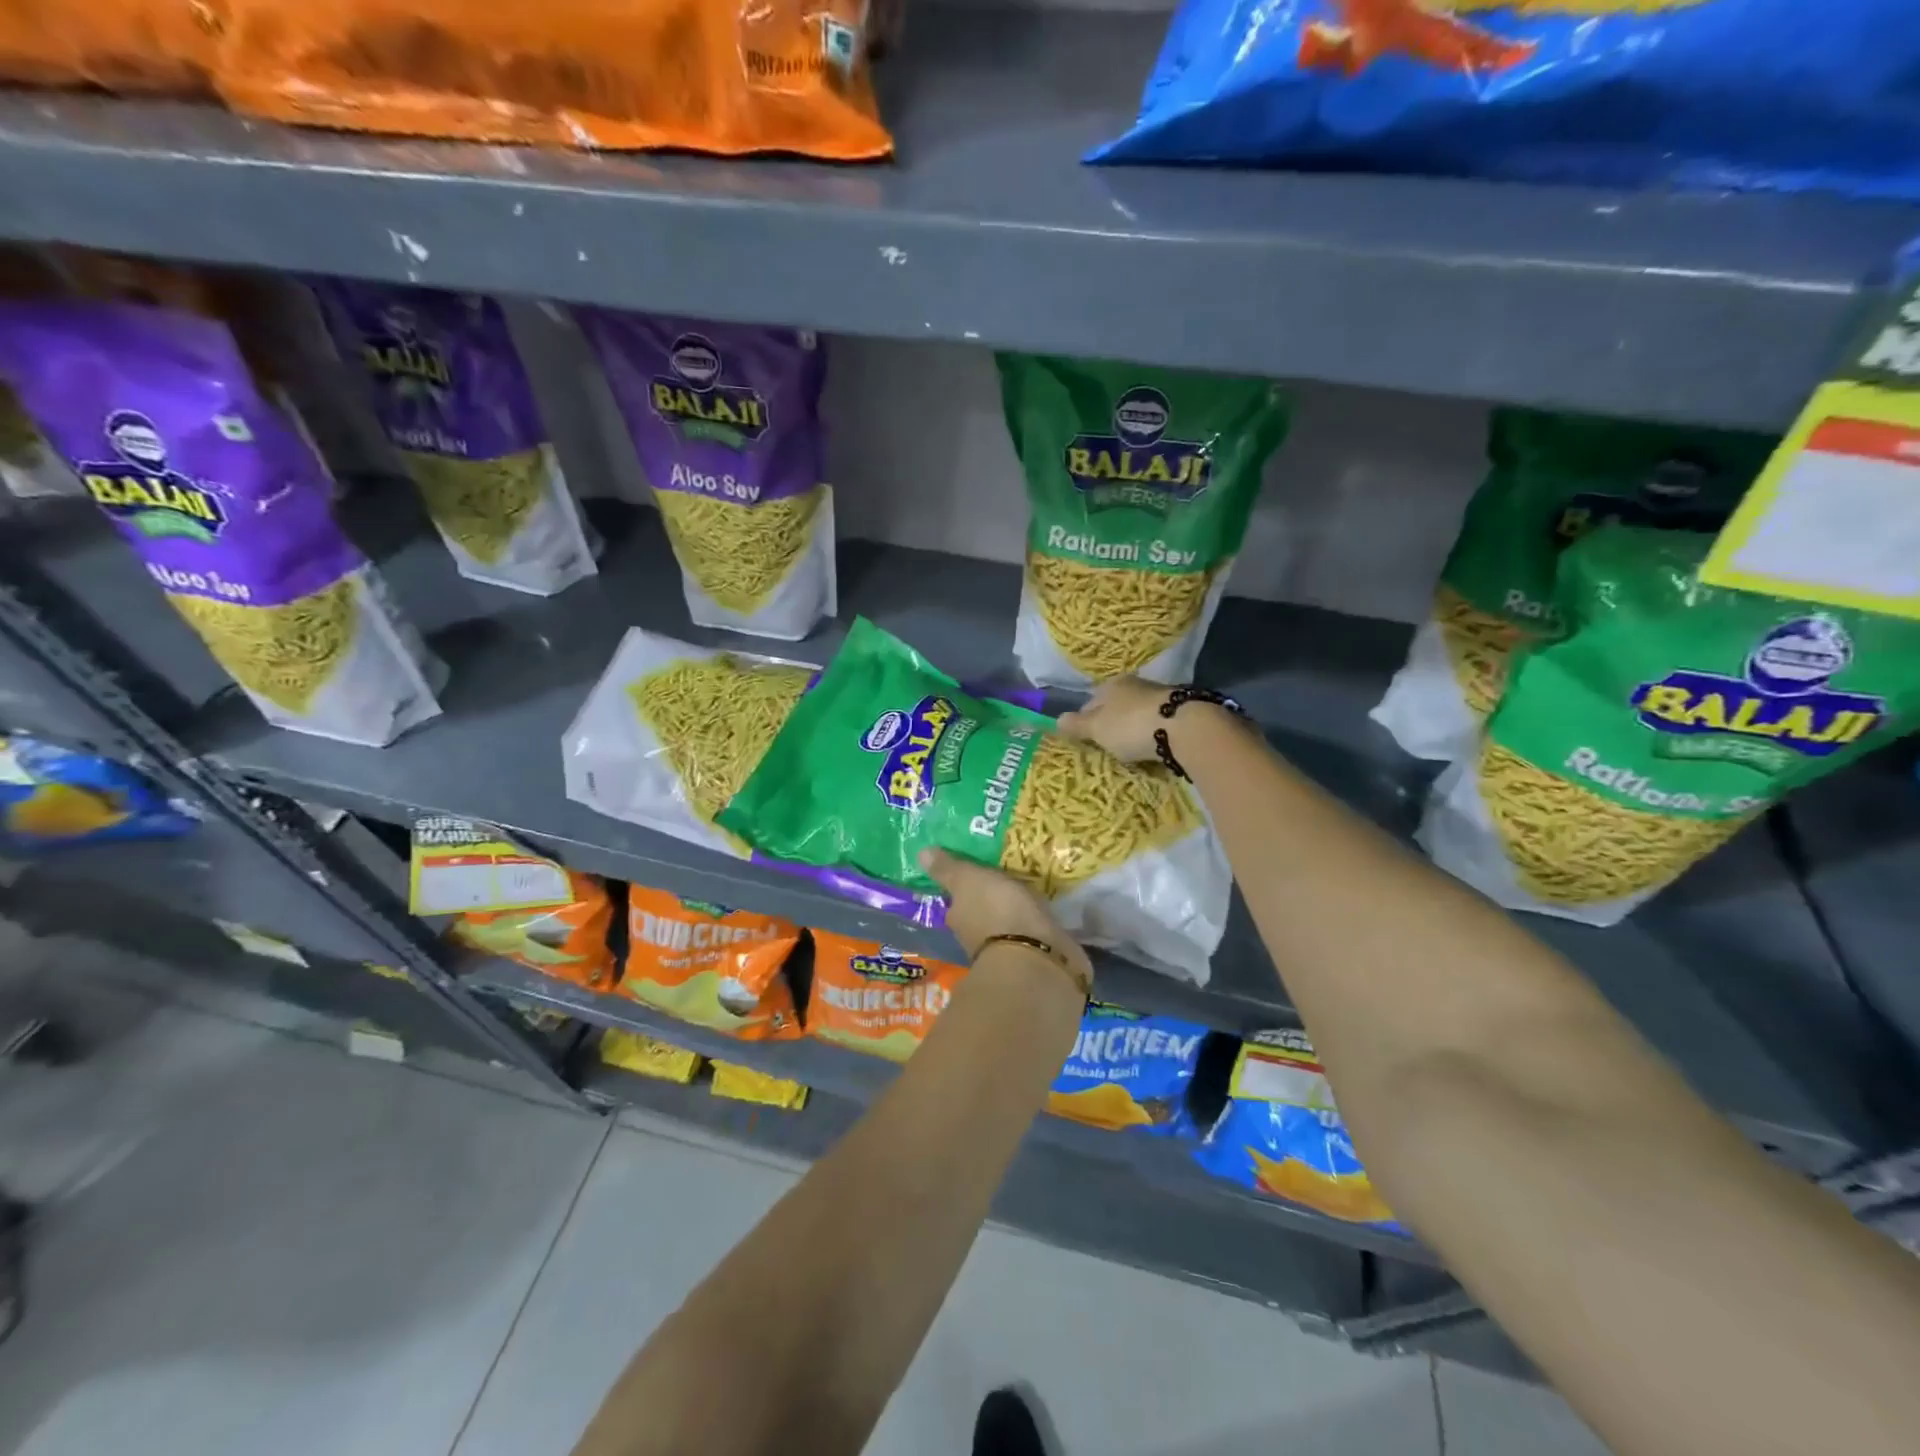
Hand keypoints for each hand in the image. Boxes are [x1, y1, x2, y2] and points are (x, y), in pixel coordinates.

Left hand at [919, 848, 1090, 981]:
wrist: (1035, 957)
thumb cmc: (996, 911)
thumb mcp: (968, 880)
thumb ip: (948, 869)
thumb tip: (920, 854)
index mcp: (957, 917)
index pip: (956, 901)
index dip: (964, 888)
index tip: (976, 873)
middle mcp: (974, 937)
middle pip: (979, 914)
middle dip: (990, 900)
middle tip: (1004, 878)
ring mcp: (1004, 950)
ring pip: (1005, 924)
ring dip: (1013, 913)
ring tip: (1029, 891)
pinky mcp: (1032, 957)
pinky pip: (1029, 934)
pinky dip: (1033, 924)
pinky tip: (1043, 912)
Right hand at [1054, 676, 1172, 762]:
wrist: (1185, 729)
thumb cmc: (1131, 725)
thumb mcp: (1097, 728)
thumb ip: (1077, 725)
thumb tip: (1056, 719)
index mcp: (1112, 684)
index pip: (1091, 701)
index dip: (1085, 719)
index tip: (1085, 738)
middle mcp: (1136, 684)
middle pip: (1117, 706)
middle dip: (1112, 723)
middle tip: (1108, 745)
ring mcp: (1161, 696)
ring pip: (1139, 713)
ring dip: (1134, 727)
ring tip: (1131, 748)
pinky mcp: (1181, 711)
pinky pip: (1158, 723)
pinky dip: (1153, 733)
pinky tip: (1153, 746)